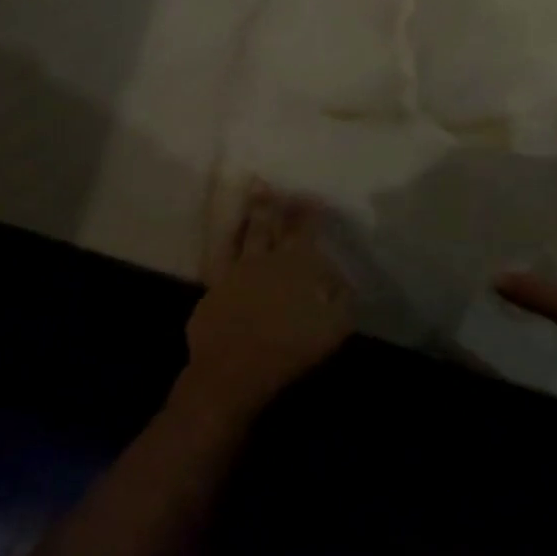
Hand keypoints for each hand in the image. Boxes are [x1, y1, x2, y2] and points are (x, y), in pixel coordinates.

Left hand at [179, 183, 354, 421]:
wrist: (232, 370)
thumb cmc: (288, 350)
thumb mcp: (332, 329)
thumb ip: (341, 299)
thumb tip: (341, 278)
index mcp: (295, 265)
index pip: (305, 230)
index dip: (310, 212)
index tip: (315, 199)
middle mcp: (265, 258)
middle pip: (272, 223)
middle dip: (278, 203)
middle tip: (276, 185)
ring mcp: (236, 269)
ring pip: (247, 231)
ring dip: (253, 211)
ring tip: (256, 192)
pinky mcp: (215, 285)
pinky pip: (223, 253)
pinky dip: (229, 239)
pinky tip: (231, 232)